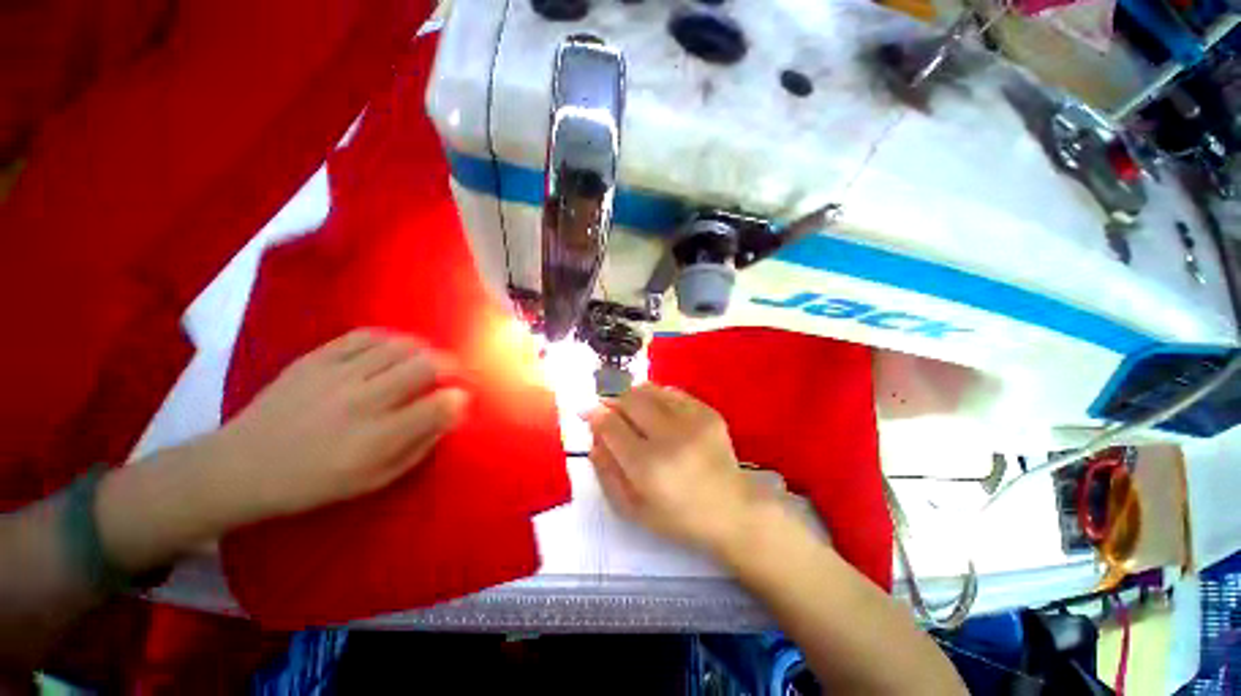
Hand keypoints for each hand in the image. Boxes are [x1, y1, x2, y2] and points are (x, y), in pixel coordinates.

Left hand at [215, 329, 469, 520]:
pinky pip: (367, 335)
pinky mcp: (317, 357)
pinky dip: (391, 338)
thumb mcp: (375, 479)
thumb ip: (420, 445)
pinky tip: (395, 349)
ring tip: (426, 360)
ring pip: (401, 346)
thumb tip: (452, 414)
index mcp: (377, 439)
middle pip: (426, 366)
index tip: (462, 398)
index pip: (438, 405)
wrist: (242, 466)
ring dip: (425, 351)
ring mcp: (337, 374)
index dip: (459, 398)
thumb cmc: (315, 482)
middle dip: (452, 366)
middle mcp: (362, 401)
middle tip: (453, 374)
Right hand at [586, 384, 763, 557]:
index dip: (594, 414)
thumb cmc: (678, 517)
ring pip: (649, 390)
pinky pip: (672, 392)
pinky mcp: (708, 412)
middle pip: (629, 400)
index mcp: (648, 467)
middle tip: (608, 407)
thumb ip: (606, 471)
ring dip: (632, 394)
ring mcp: (692, 421)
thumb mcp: (632, 508)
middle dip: (612, 400)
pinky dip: (657, 397)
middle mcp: (669, 437)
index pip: (611, 426)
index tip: (586, 411)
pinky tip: (656, 410)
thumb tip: (593, 436)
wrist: (732, 510)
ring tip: (630, 407)